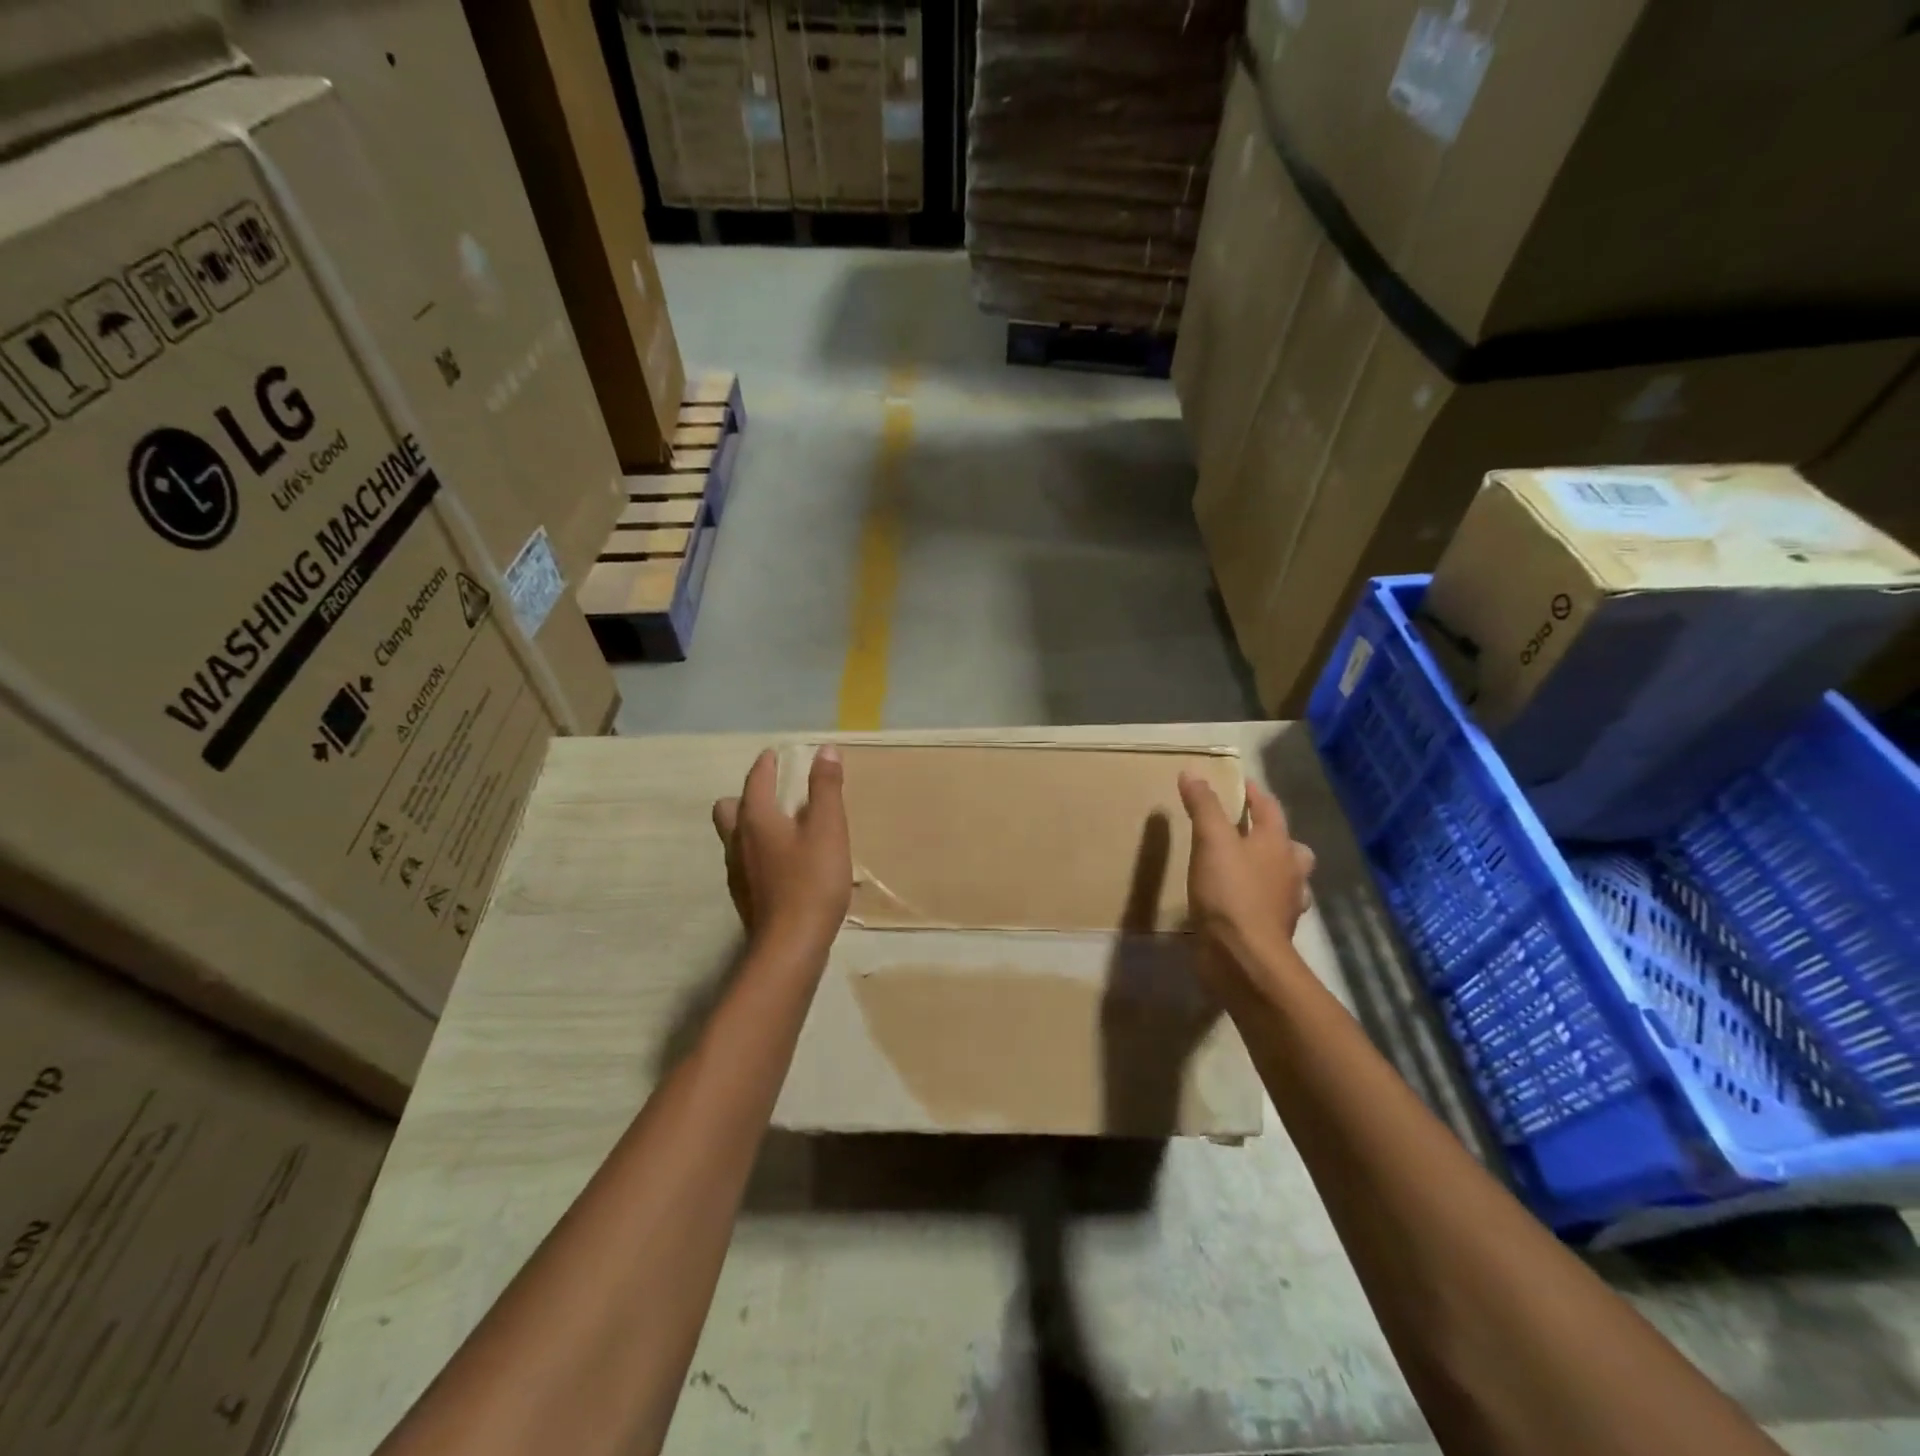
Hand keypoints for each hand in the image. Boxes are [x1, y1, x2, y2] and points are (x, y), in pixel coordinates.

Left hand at [713, 746, 852, 952]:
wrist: (791, 945)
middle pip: (729, 809)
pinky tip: (781, 865)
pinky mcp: (744, 897)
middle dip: (746, 796)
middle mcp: (738, 841)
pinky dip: (757, 853)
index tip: (773, 755)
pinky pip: (744, 862)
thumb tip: (824, 750)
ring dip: (750, 825)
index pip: (755, 781)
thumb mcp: (828, 829)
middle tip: (771, 794)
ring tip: (780, 827)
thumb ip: (826, 788)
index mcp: (756, 819)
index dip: (765, 765)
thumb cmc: (812, 881)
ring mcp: (737, 872)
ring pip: (734, 838)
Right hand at [1177, 773, 1315, 990]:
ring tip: (1244, 866)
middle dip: (1271, 834)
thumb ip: (1204, 806)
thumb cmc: (1230, 892)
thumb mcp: (1211, 841)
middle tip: (1246, 829)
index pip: (1269, 808)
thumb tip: (1193, 772)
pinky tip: (1239, 902)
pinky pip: (1270, 905)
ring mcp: (1285, 903)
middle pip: (1288, 844)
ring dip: (1270, 869)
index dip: (1253, 793)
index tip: (1236, 783)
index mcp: (1278, 844)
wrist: (1244, 957)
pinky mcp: (1273, 930)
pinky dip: (1259, 899)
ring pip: (1284, 877)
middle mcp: (1290, 870)